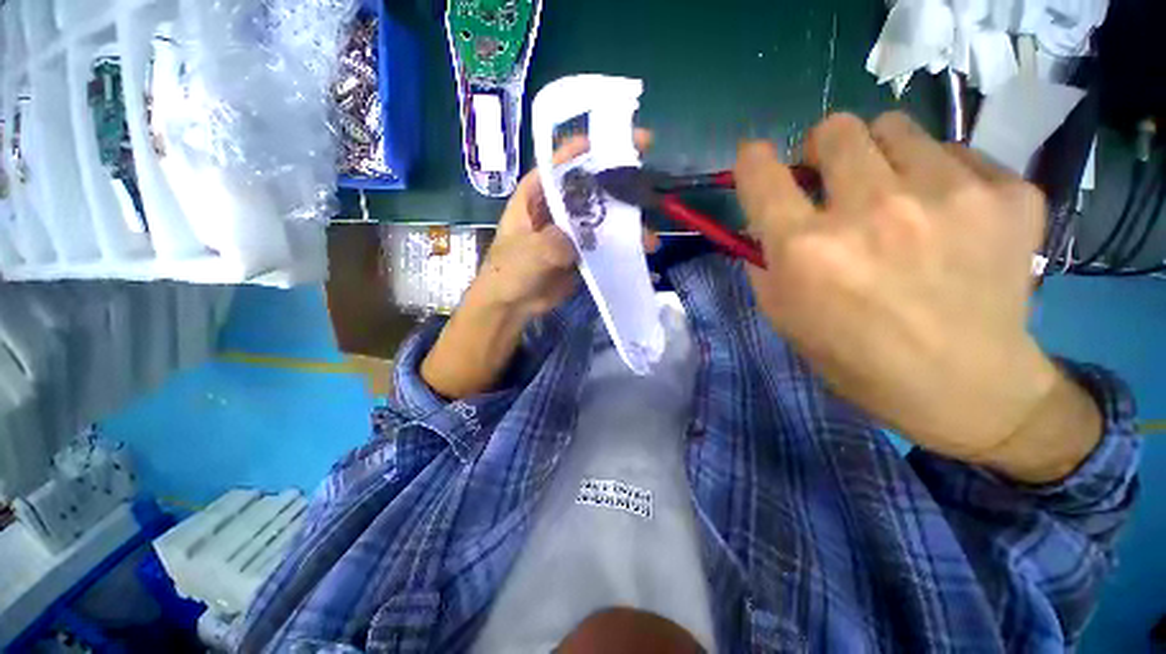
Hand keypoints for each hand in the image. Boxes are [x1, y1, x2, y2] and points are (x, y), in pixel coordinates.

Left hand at [421, 131, 657, 399]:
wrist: (511, 305)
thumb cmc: (509, 271)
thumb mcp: (528, 252)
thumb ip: (555, 241)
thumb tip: (584, 238)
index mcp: (536, 196)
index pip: (561, 164)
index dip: (586, 149)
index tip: (616, 139)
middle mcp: (556, 208)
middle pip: (589, 187)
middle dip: (617, 182)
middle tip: (647, 177)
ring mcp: (570, 231)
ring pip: (601, 218)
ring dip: (626, 224)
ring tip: (648, 236)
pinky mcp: (580, 252)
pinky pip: (603, 244)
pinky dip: (620, 247)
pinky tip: (640, 252)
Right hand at [735, 112, 1099, 479]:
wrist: (965, 386)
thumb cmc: (855, 356)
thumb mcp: (784, 315)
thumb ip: (764, 260)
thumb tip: (763, 220)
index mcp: (807, 250)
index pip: (762, 175)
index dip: (753, 159)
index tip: (755, 158)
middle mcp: (872, 210)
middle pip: (834, 128)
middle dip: (822, 149)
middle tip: (834, 179)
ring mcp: (950, 195)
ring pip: (895, 127)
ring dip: (881, 156)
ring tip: (896, 195)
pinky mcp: (1009, 194)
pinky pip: (956, 153)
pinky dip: (939, 176)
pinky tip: (950, 218)